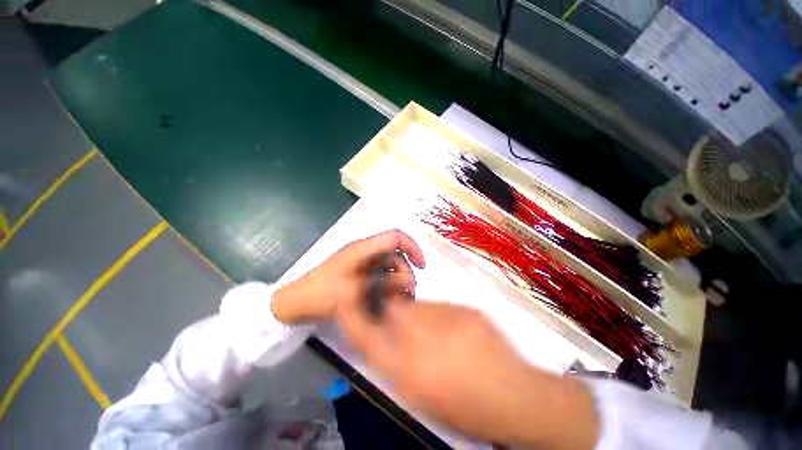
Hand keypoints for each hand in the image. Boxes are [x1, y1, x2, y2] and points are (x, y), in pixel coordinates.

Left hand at [272, 229, 425, 324]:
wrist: (295, 303)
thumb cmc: (321, 294)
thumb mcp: (352, 291)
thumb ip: (382, 285)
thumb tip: (407, 281)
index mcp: (363, 249)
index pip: (395, 237)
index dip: (412, 247)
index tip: (421, 266)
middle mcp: (365, 252)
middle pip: (395, 254)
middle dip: (405, 272)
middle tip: (407, 294)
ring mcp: (362, 263)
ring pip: (390, 266)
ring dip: (398, 281)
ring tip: (398, 301)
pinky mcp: (359, 273)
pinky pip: (381, 275)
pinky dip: (388, 285)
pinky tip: (388, 300)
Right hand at [341, 300, 599, 449]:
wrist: (518, 396)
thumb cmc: (468, 409)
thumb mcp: (422, 397)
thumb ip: (397, 365)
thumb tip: (385, 340)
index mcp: (408, 370)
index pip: (366, 336)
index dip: (352, 316)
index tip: (345, 301)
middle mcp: (423, 338)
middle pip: (393, 310)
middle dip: (390, 310)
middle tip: (400, 323)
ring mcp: (448, 319)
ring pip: (418, 305)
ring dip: (417, 314)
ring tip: (435, 333)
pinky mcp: (467, 309)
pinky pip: (441, 305)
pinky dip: (439, 315)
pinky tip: (454, 332)